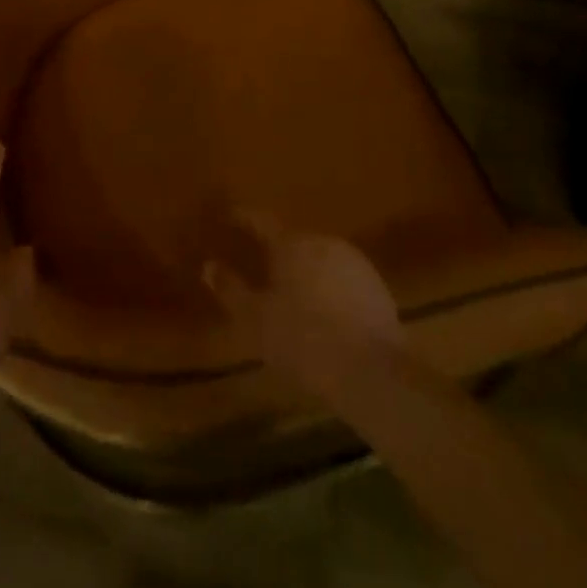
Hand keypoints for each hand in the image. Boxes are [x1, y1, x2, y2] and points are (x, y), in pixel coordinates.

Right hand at [203, 212, 405, 405]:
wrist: (372, 371)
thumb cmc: (303, 340)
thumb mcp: (255, 320)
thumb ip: (231, 289)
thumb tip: (209, 265)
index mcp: (292, 243)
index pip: (262, 220)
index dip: (244, 218)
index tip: (230, 215)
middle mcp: (324, 242)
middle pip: (294, 241)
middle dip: (277, 252)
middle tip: (261, 268)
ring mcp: (355, 263)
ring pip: (320, 260)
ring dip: (305, 271)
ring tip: (293, 294)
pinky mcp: (377, 287)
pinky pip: (343, 279)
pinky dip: (329, 289)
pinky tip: (325, 314)